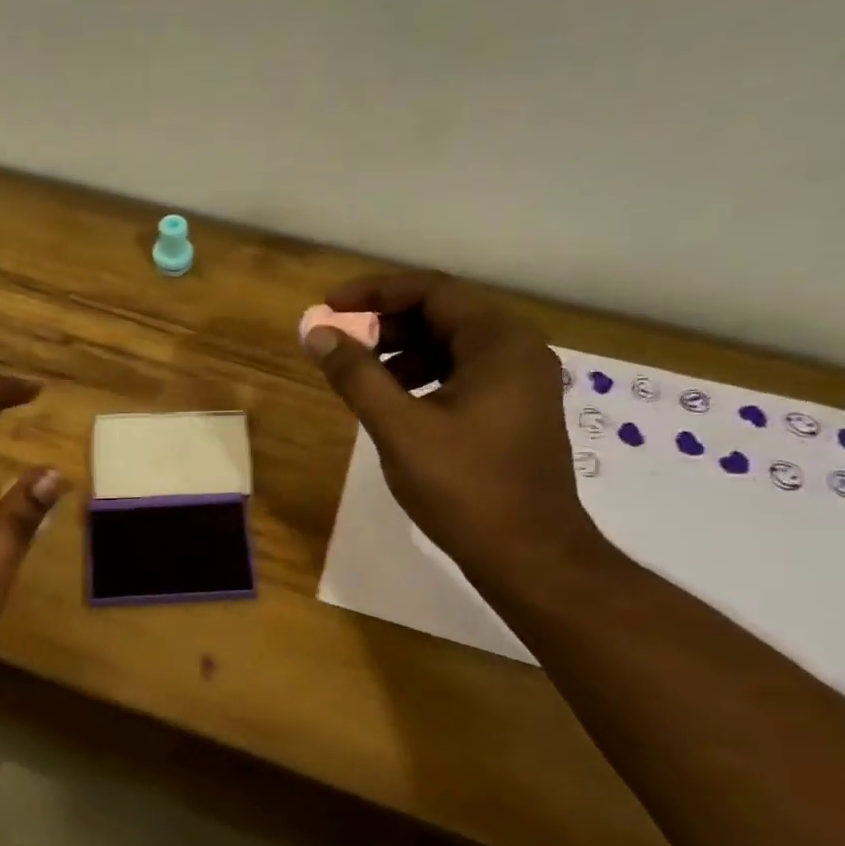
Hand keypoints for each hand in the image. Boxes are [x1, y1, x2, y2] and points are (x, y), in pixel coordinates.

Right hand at [302, 271, 601, 577]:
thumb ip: (356, 376)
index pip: (430, 291)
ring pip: (452, 347)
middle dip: (386, 326)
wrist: (528, 554)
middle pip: (443, 315)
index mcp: (498, 341)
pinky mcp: (515, 412)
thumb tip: (316, 334)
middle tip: (341, 347)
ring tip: (362, 382)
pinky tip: (396, 407)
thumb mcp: (399, 428)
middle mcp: (518, 350)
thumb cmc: (464, 487)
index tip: (329, 308)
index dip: (373, 294)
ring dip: (402, 354)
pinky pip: (463, 375)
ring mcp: (521, 383)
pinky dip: (424, 379)